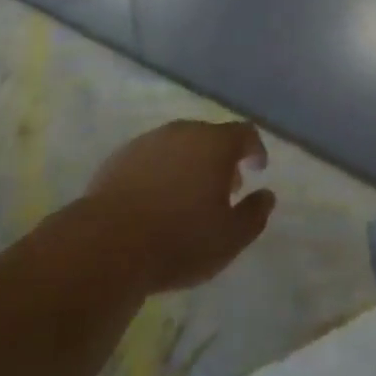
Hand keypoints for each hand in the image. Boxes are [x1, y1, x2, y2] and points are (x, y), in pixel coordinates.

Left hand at [84, 119, 276, 294]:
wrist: (107, 244)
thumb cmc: (179, 240)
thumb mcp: (229, 238)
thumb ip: (254, 215)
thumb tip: (267, 196)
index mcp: (214, 143)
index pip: (244, 133)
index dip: (255, 148)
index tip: (258, 167)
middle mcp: (183, 132)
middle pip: (210, 136)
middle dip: (222, 158)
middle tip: (226, 187)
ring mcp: (149, 141)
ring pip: (179, 145)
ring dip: (190, 163)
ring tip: (190, 195)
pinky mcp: (120, 157)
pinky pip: (152, 158)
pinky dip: (162, 171)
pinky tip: (157, 199)